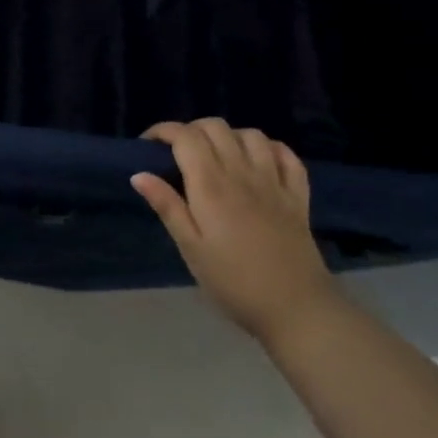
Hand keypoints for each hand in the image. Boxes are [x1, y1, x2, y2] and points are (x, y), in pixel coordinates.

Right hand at [132, 118, 341, 344]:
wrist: (297, 310)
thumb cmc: (234, 281)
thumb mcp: (191, 248)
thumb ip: (167, 207)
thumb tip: (139, 174)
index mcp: (211, 185)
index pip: (185, 136)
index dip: (163, 131)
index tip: (148, 145)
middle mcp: (242, 173)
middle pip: (216, 127)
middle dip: (191, 130)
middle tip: (178, 153)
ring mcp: (274, 182)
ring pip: (251, 134)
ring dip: (229, 136)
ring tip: (217, 155)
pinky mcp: (298, 196)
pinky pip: (287, 155)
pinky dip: (269, 148)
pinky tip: (258, 161)